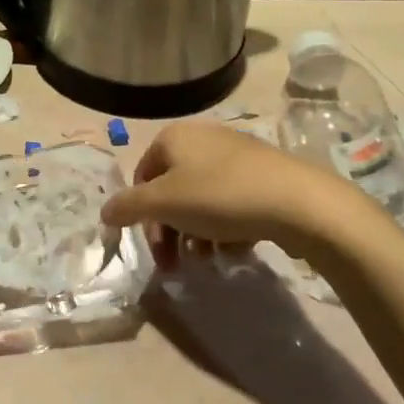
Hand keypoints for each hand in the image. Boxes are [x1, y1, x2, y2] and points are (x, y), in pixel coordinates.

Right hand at [100, 120, 380, 264]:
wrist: (299, 202)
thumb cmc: (220, 197)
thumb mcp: (163, 203)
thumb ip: (127, 207)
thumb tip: (104, 212)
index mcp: (173, 138)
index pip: (142, 176)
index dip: (142, 215)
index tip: (154, 247)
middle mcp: (202, 139)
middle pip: (172, 192)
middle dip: (170, 231)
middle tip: (175, 265)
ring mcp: (235, 156)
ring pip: (201, 201)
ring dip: (196, 235)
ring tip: (209, 261)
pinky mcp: (263, 175)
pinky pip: (231, 204)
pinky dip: (226, 229)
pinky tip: (235, 251)